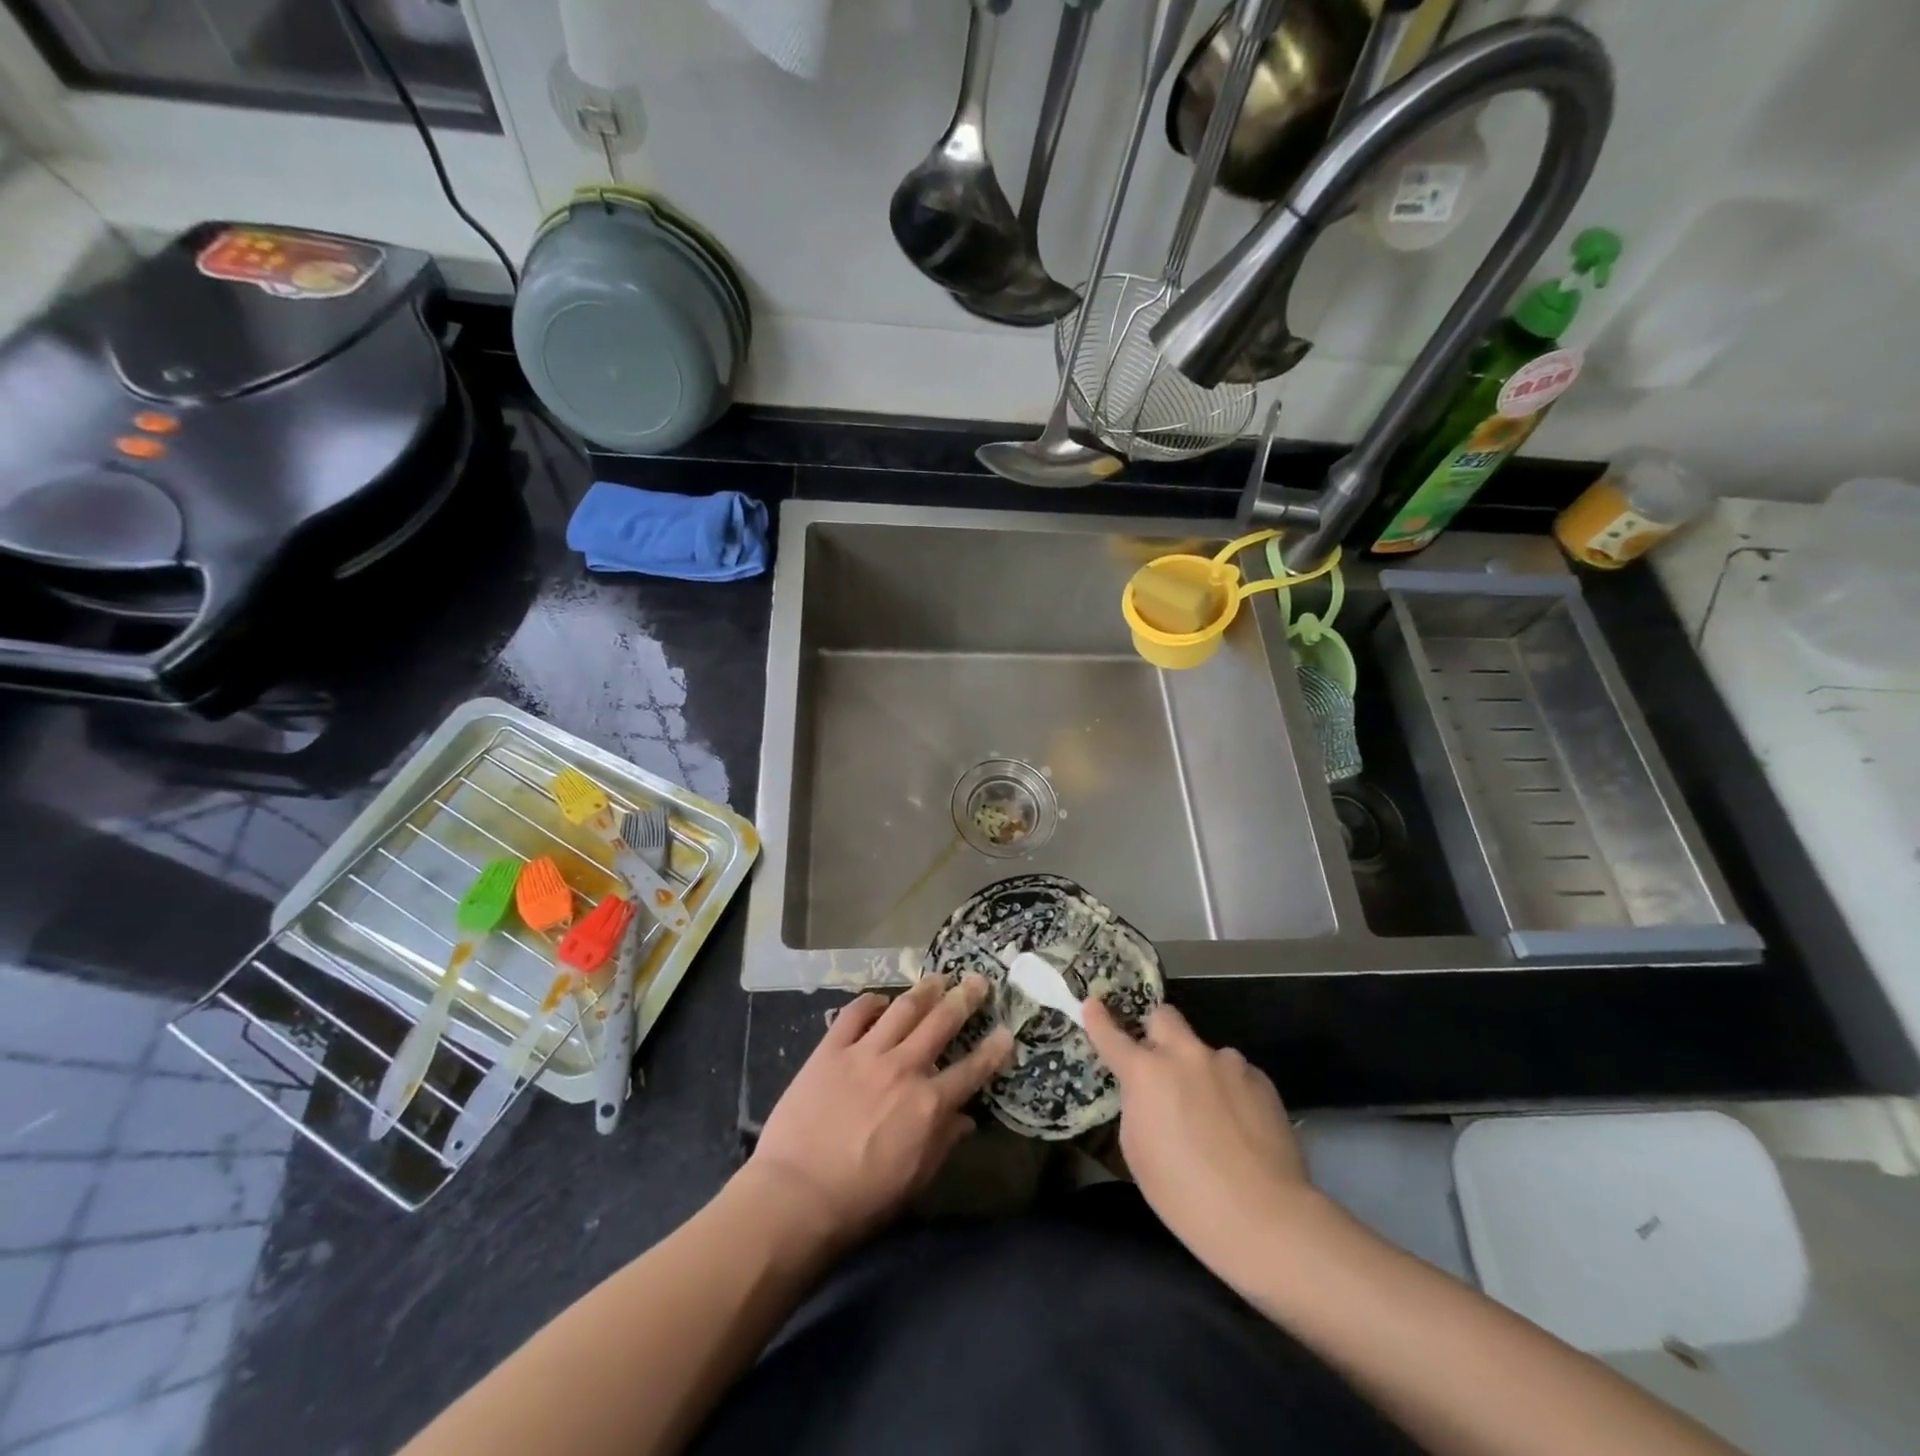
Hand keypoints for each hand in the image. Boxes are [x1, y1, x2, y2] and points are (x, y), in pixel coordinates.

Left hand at [749, 974, 1013, 1251]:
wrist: (796, 1194)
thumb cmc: (861, 1200)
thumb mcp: (915, 1180)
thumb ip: (943, 1143)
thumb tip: (966, 1119)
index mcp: (928, 1104)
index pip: (972, 1070)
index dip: (993, 1050)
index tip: (1007, 1032)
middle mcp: (903, 1068)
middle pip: (941, 1023)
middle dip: (964, 999)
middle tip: (977, 981)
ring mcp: (866, 1053)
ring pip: (903, 1009)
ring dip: (924, 990)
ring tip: (937, 977)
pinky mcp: (831, 1049)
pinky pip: (855, 1014)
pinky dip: (870, 1002)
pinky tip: (879, 999)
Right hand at [1084, 999, 1311, 1284]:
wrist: (1264, 1217)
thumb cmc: (1185, 1194)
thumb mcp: (1138, 1152)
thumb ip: (1137, 1107)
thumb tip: (1148, 1093)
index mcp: (1146, 1073)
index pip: (1112, 1036)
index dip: (1098, 1020)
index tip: (1092, 1005)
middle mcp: (1185, 1055)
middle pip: (1164, 1017)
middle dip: (1157, 1033)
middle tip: (1160, 1064)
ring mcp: (1227, 1063)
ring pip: (1204, 1051)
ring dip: (1200, 1071)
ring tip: (1213, 1116)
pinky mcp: (1260, 1079)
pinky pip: (1235, 1074)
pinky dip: (1231, 1091)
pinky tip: (1241, 1128)